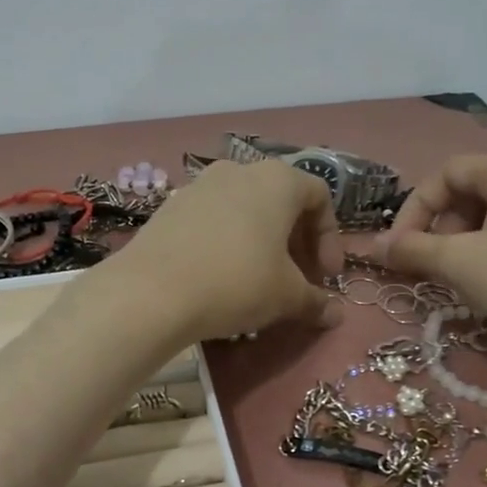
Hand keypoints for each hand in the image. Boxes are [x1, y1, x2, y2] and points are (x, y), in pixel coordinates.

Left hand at [105, 160, 343, 344]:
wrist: (151, 292)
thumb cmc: (236, 282)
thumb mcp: (286, 296)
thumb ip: (315, 301)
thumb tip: (336, 315)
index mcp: (277, 180)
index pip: (319, 196)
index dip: (330, 237)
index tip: (326, 275)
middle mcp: (239, 171)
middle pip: (281, 201)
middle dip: (296, 242)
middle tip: (298, 279)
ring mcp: (200, 185)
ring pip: (245, 210)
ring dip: (261, 242)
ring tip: (260, 280)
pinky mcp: (171, 207)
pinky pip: (213, 220)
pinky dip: (228, 242)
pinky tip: (221, 277)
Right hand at [377, 153, 486, 378]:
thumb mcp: (462, 265)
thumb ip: (414, 249)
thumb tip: (375, 246)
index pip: (447, 172)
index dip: (414, 208)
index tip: (400, 249)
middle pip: (474, 189)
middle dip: (443, 226)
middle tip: (436, 264)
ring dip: (468, 241)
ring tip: (465, 278)